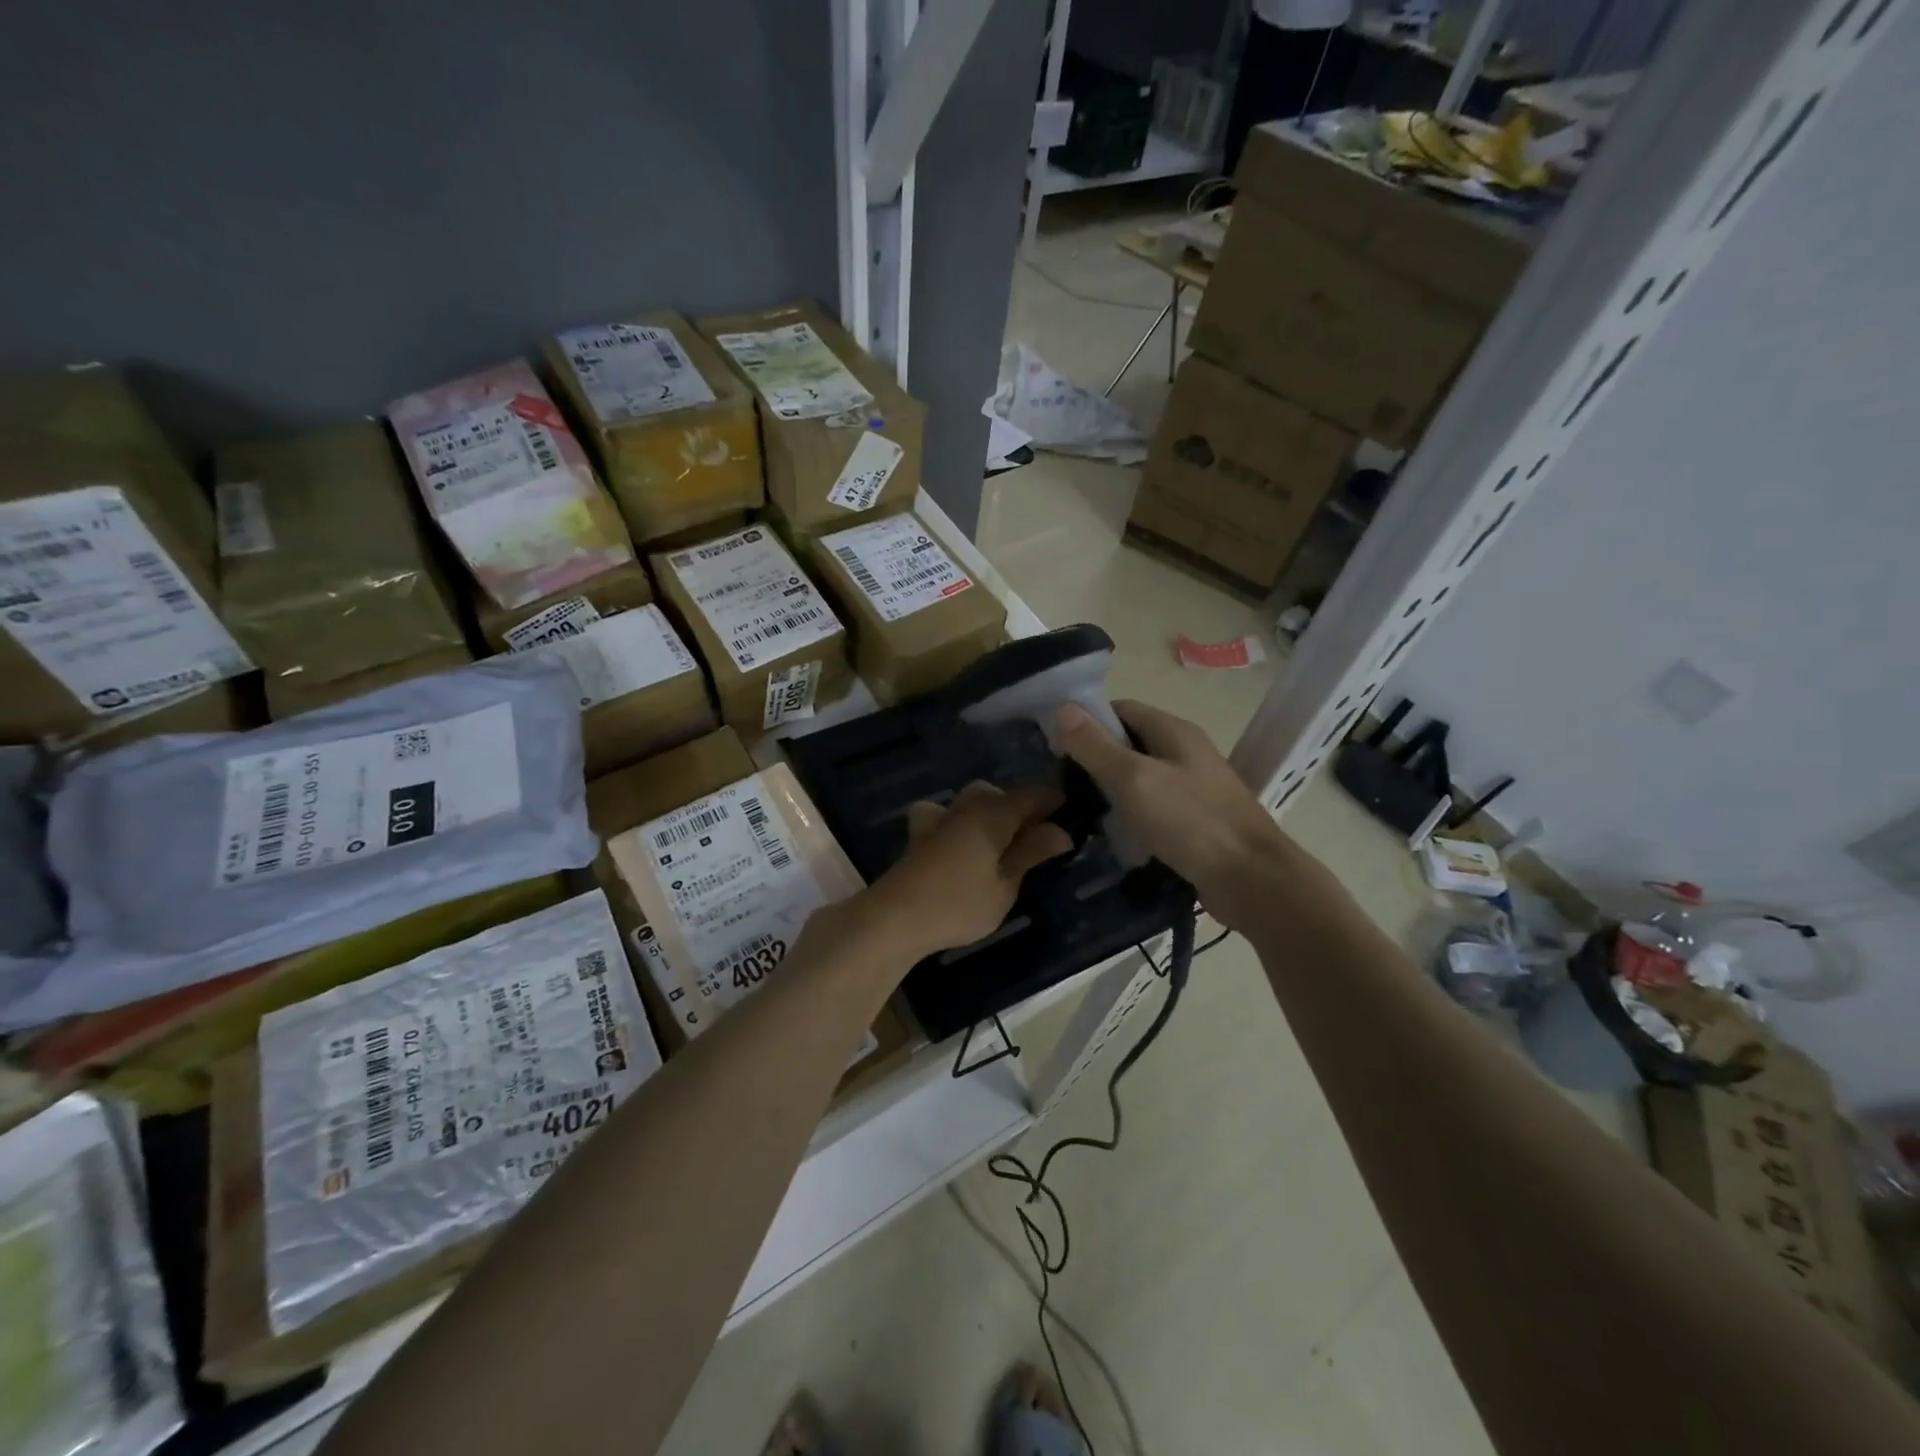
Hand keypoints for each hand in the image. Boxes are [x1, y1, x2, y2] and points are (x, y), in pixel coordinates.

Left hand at [862, 782, 1071, 958]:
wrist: (896, 916)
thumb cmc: (959, 903)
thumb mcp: (1005, 884)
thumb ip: (1030, 853)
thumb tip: (1061, 831)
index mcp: (994, 812)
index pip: (1033, 794)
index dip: (1054, 801)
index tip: (1072, 814)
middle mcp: (967, 805)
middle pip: (1001, 794)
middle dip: (1022, 808)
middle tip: (1040, 837)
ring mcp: (940, 816)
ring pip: (973, 800)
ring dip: (992, 813)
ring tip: (1004, 841)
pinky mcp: (921, 833)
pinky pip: (947, 815)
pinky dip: (960, 821)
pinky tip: (961, 842)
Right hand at [1054, 699, 1292, 927]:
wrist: (1251, 879)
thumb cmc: (1190, 821)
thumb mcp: (1133, 779)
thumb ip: (1095, 745)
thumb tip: (1061, 708)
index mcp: (1174, 730)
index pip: (1120, 709)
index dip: (1086, 721)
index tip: (1054, 745)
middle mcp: (1185, 752)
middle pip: (1129, 743)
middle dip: (1095, 759)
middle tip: (1061, 783)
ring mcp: (1193, 787)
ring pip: (1140, 778)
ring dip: (1111, 791)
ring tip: (1080, 810)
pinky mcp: (1195, 820)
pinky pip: (1154, 808)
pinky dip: (1132, 817)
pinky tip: (1114, 836)